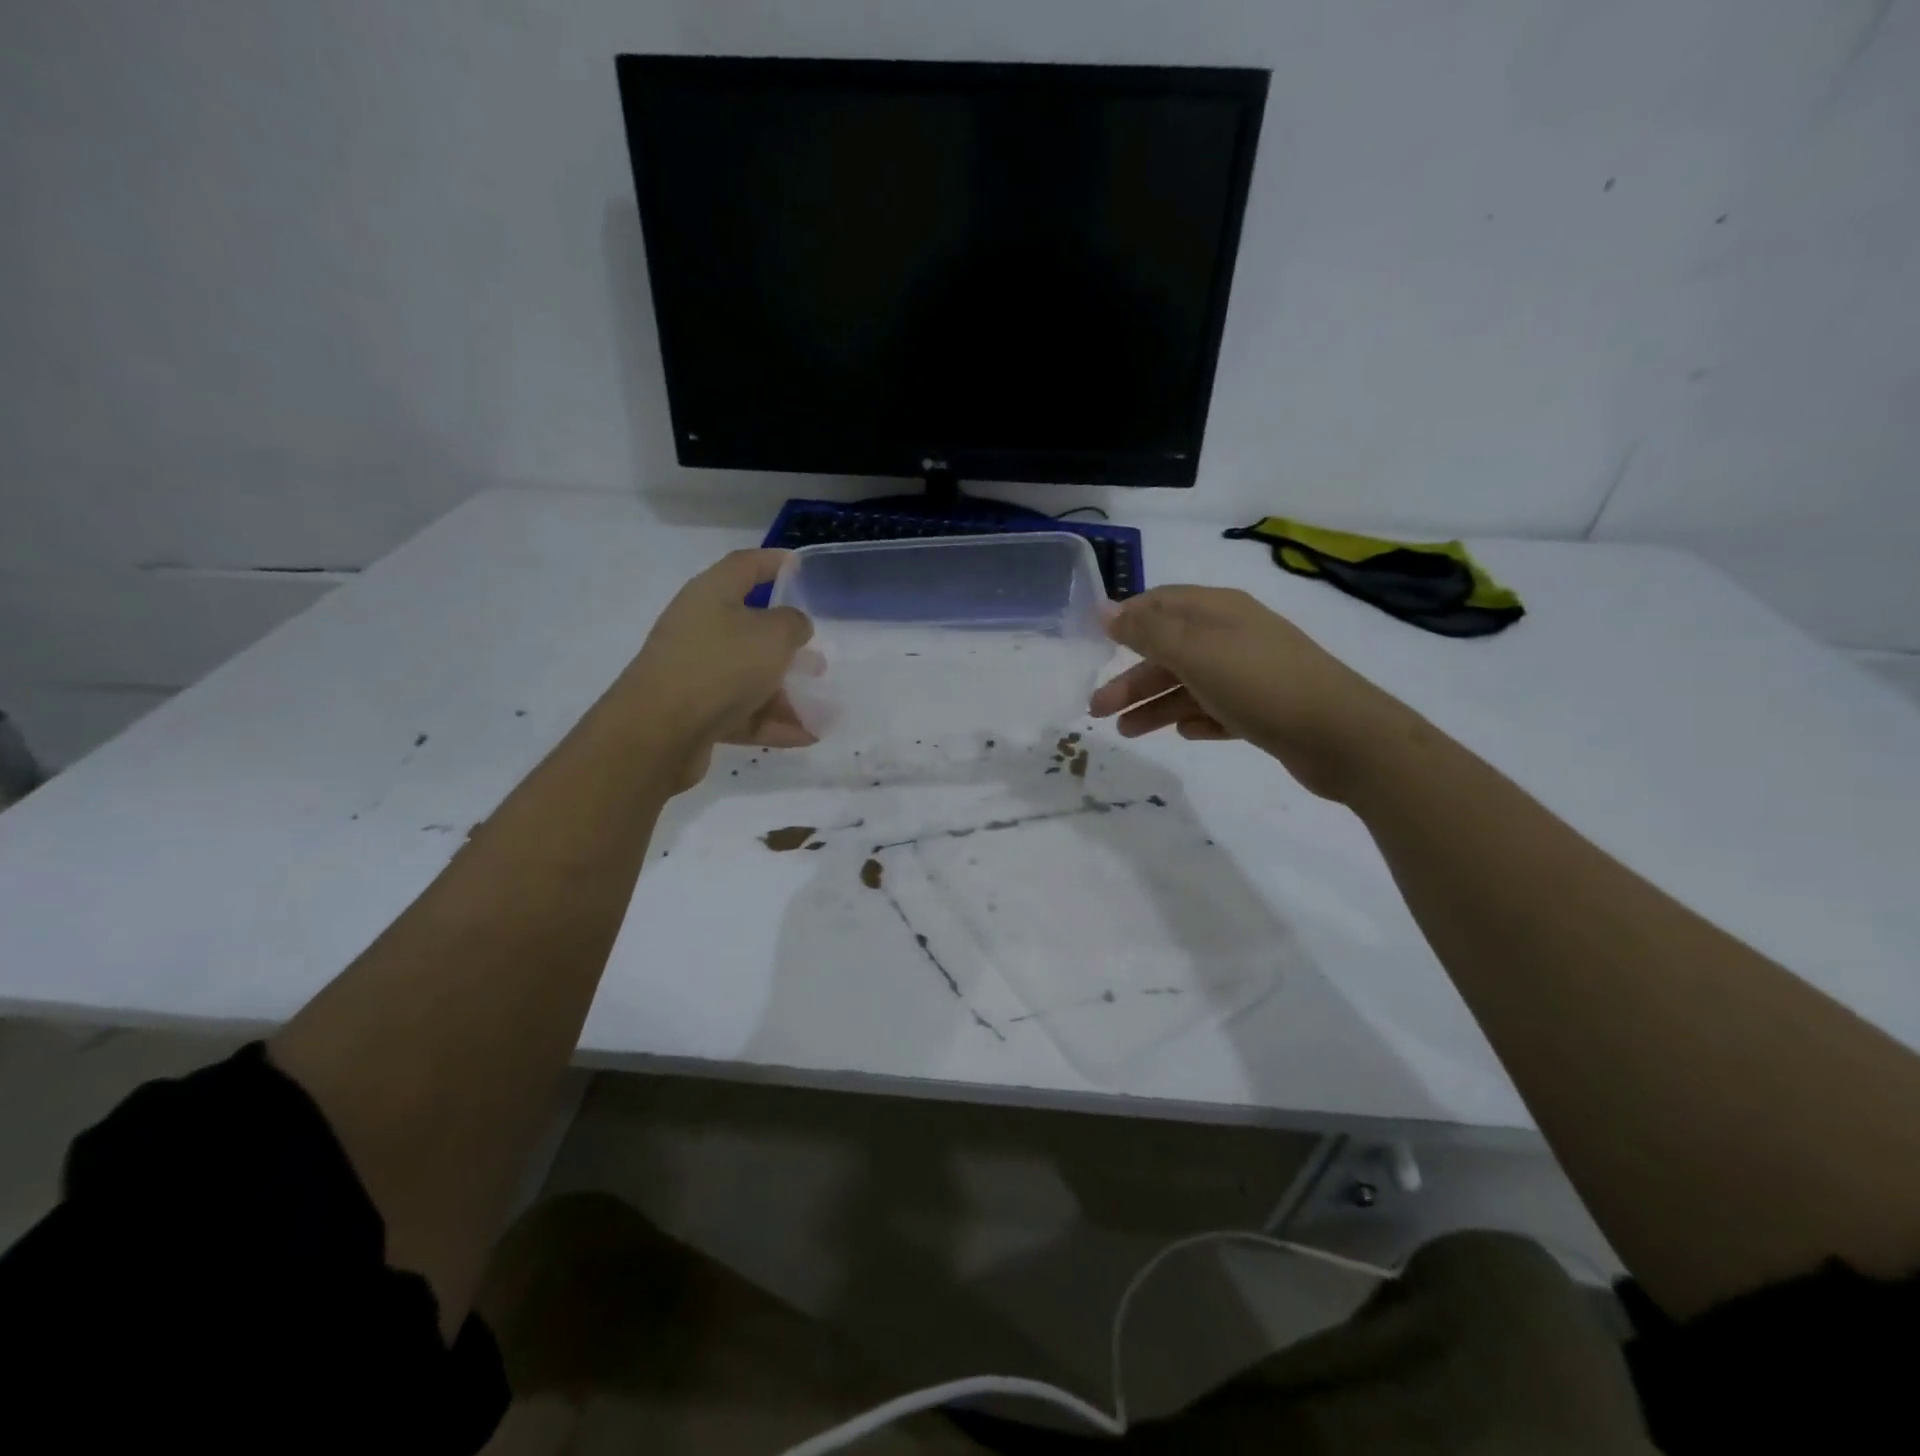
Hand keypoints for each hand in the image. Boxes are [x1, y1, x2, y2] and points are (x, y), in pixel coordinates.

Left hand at [619, 550, 814, 788]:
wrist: (659, 732)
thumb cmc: (720, 666)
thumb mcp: (773, 636)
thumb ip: (794, 624)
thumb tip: (794, 626)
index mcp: (711, 594)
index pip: (745, 565)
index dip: (774, 561)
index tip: (801, 566)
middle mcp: (700, 628)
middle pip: (749, 627)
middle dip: (787, 643)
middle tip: (818, 655)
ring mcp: (695, 672)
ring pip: (749, 675)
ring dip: (786, 691)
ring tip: (822, 708)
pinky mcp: (695, 712)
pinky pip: (743, 712)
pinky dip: (773, 722)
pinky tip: (807, 736)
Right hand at [1089, 586, 1409, 801]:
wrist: (1341, 736)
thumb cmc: (1259, 684)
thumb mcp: (1195, 651)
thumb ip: (1147, 631)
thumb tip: (1105, 609)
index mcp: (1218, 611)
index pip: (1162, 603)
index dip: (1126, 620)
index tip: (1093, 645)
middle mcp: (1233, 636)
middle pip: (1169, 651)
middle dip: (1131, 678)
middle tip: (1097, 709)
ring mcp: (1250, 673)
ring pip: (1189, 684)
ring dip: (1155, 705)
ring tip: (1127, 732)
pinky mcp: (1263, 709)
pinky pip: (1216, 709)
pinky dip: (1195, 718)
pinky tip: (1183, 733)